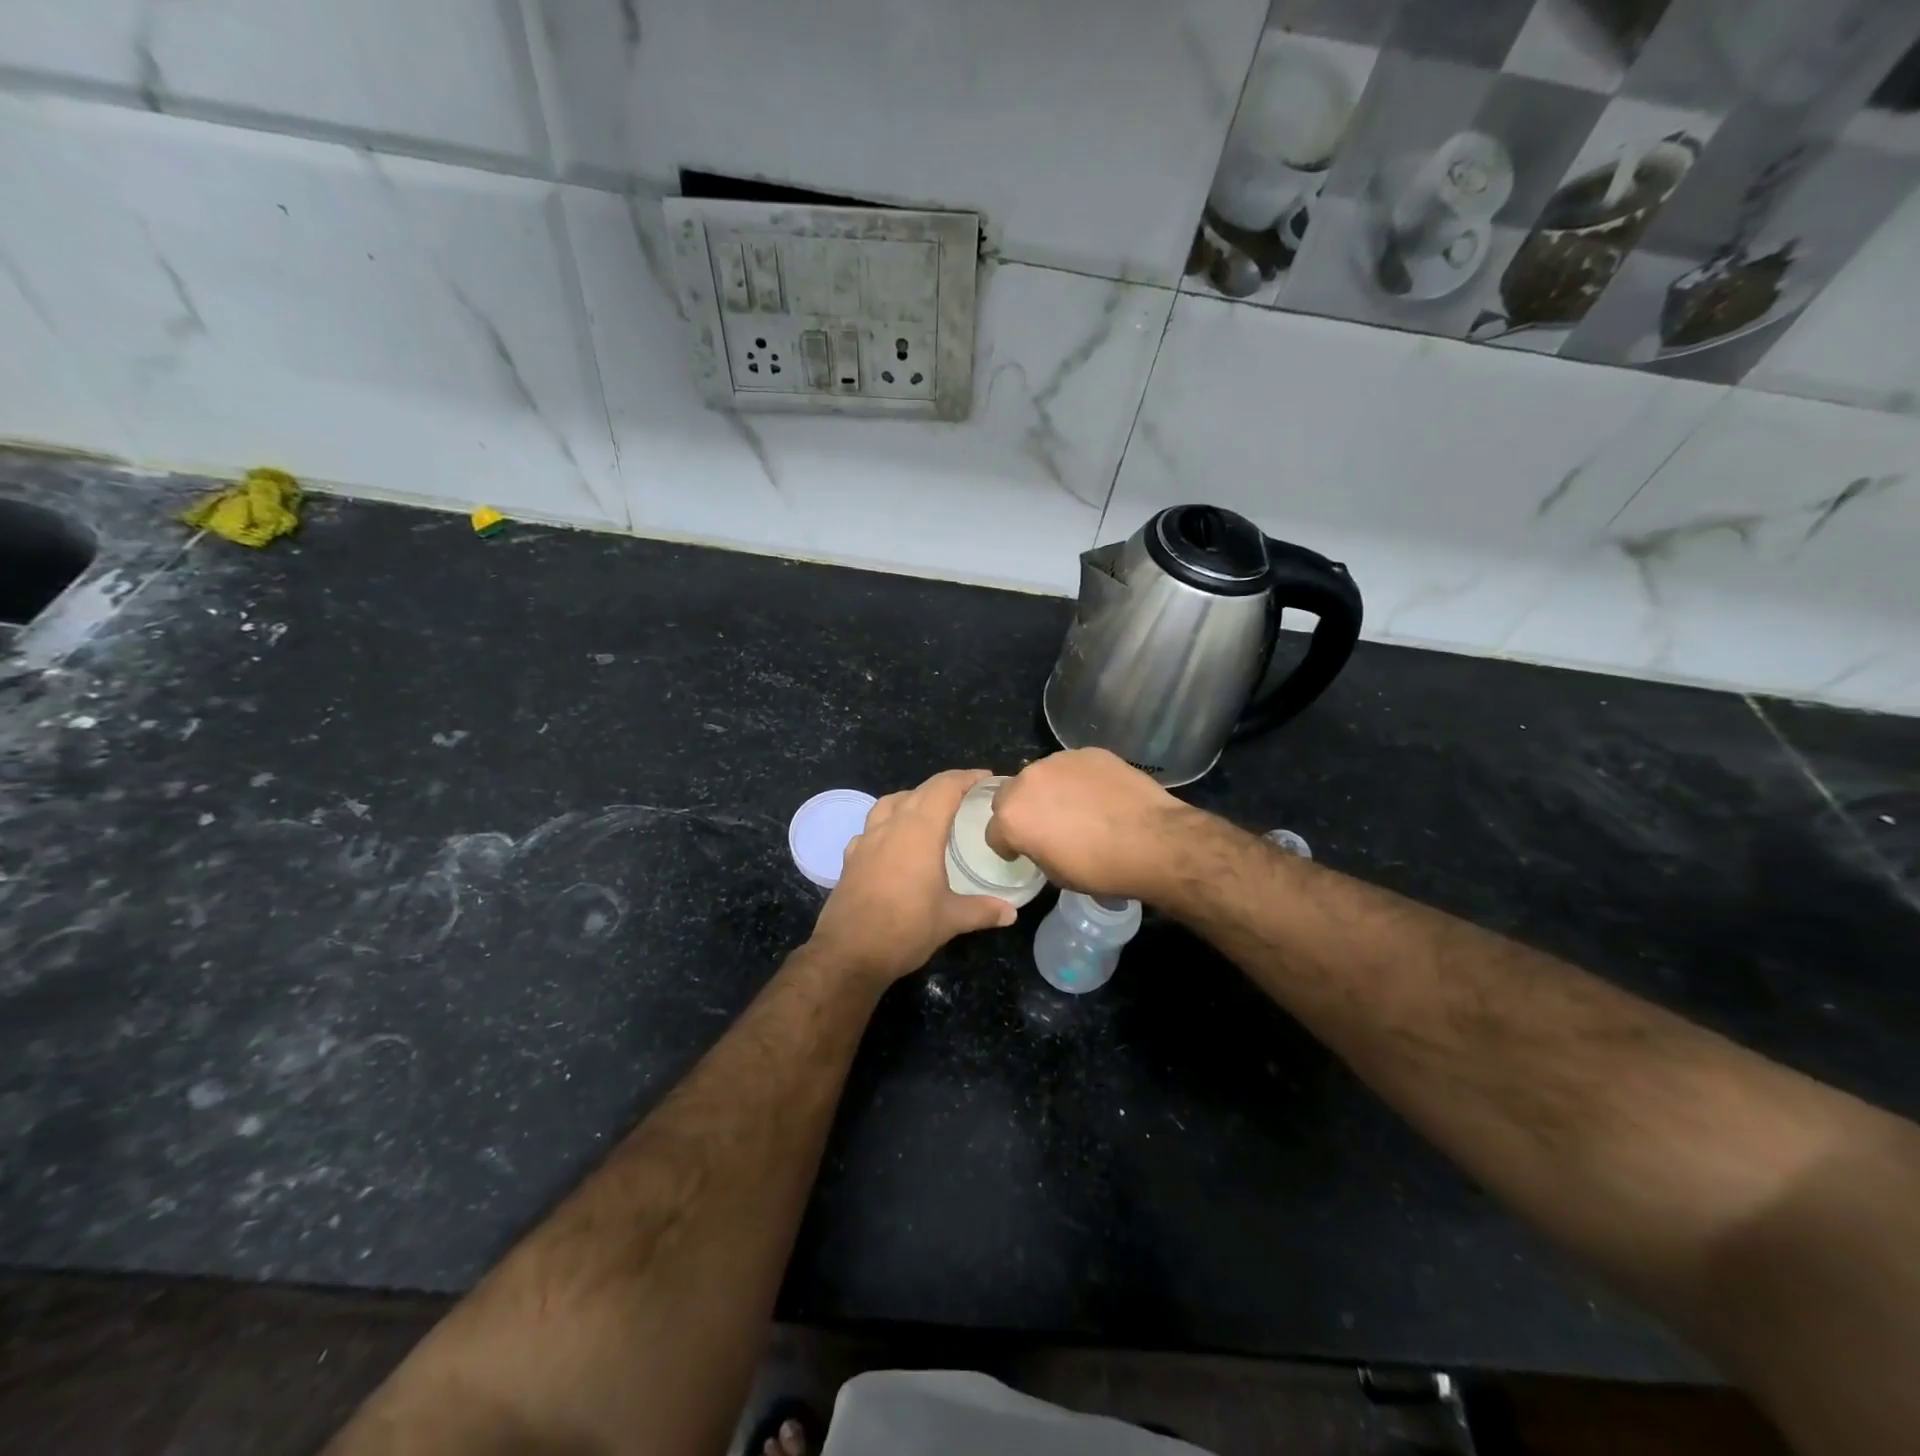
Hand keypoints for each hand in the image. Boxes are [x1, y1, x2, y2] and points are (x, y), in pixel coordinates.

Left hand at [809, 769, 1017, 982]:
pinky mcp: (851, 858)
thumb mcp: (951, 920)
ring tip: (929, 812)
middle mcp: (891, 826)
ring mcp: (866, 840)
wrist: (848, 953)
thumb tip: (1012, 913)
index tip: (987, 778)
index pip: (944, 788)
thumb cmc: (905, 929)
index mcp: (919, 831)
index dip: (966, 778)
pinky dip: (887, 823)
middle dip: (944, 786)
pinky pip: (871, 827)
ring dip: (912, 798)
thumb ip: (983, 910)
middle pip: (919, 790)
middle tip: (967, 794)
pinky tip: (894, 842)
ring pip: (890, 802)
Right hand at [984, 749, 1189, 900]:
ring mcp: (1059, 761)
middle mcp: (1027, 781)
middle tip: (1046, 827)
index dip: (1007, 845)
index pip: (994, 832)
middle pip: (1010, 795)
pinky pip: (1072, 767)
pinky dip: (1078, 780)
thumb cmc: (1100, 868)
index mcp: (1012, 816)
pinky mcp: (1088, 752)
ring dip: (1050, 791)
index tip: (1021, 852)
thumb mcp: (1056, 874)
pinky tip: (1100, 796)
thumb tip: (1040, 841)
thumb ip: (1036, 850)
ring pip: (1042, 776)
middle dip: (1021, 810)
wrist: (1152, 841)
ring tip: (1077, 808)